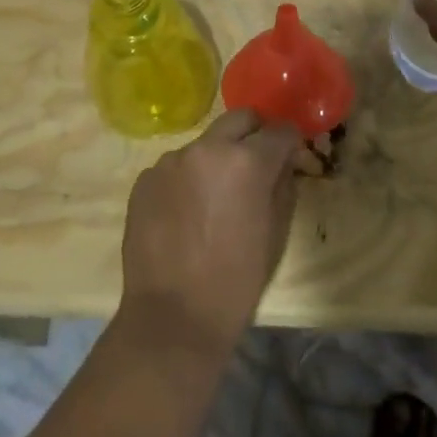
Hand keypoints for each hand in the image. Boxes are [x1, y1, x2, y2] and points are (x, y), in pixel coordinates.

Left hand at [118, 109, 304, 357]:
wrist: (172, 317)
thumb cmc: (235, 282)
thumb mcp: (275, 234)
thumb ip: (283, 186)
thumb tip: (283, 163)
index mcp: (246, 161)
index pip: (279, 130)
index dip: (289, 143)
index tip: (290, 156)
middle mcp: (207, 148)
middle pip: (240, 119)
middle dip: (254, 134)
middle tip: (257, 163)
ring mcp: (171, 160)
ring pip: (205, 143)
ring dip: (217, 158)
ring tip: (215, 197)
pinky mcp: (145, 177)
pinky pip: (176, 166)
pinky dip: (187, 179)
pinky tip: (185, 213)